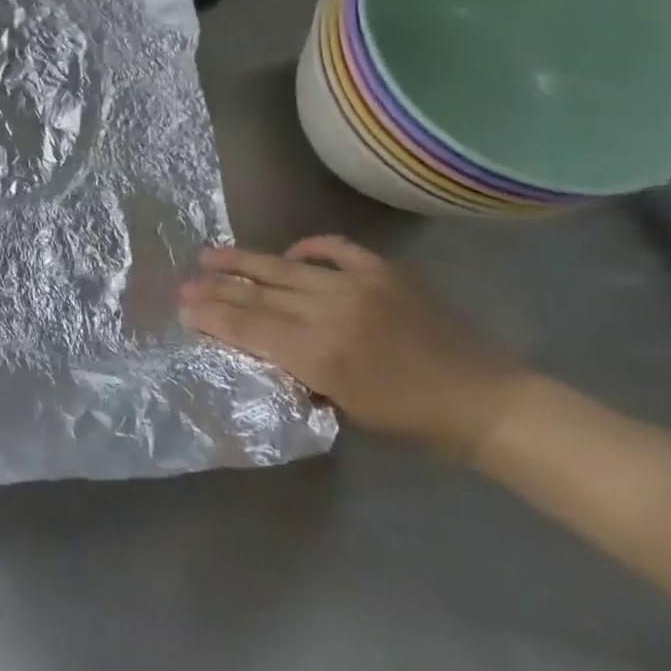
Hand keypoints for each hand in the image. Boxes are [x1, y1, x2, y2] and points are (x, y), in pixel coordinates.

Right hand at [179, 236, 531, 459]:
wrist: (486, 404)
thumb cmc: (411, 422)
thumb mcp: (341, 406)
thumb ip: (296, 368)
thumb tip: (258, 342)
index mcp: (319, 354)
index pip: (248, 326)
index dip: (211, 315)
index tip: (183, 308)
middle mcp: (331, 312)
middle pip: (258, 295)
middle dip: (216, 289)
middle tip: (184, 284)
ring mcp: (358, 285)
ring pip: (285, 268)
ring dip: (244, 262)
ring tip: (210, 255)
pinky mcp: (384, 272)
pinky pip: (334, 249)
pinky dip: (308, 248)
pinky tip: (289, 250)